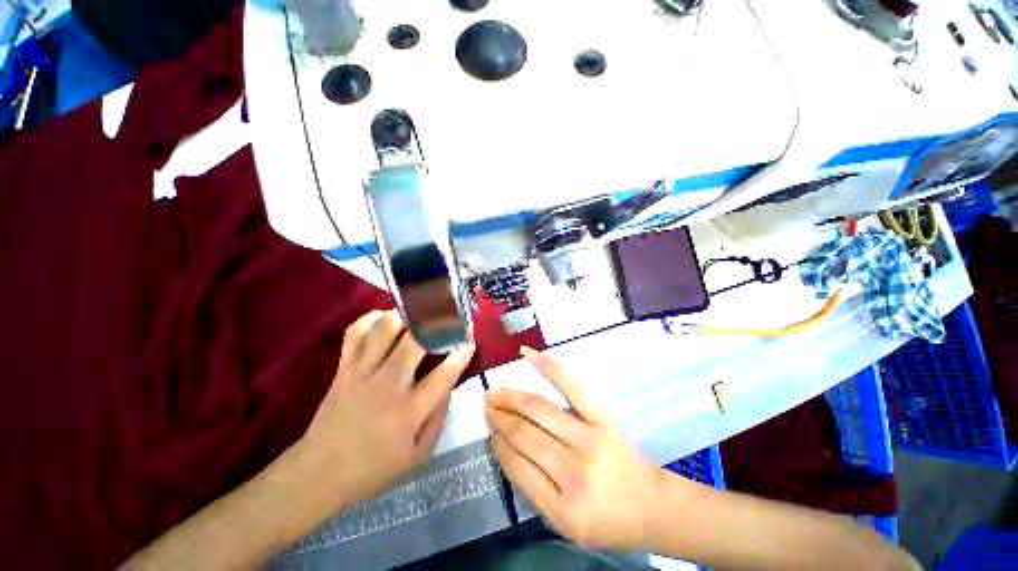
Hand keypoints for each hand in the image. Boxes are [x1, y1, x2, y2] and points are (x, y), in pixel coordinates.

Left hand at [298, 310, 474, 506]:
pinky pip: (356, 332)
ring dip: (404, 318)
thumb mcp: (418, 455)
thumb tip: (449, 383)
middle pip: (413, 342)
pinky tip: (385, 320)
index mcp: (408, 412)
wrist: (319, 473)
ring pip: (384, 330)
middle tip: (444, 321)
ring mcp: (361, 374)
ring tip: (416, 318)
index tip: (469, 342)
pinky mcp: (343, 369)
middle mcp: (386, 386)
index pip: (443, 375)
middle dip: (434, 326)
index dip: (460, 355)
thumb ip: (439, 417)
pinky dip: (371, 319)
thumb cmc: (373, 468)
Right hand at [484, 347, 666, 550]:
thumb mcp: (567, 525)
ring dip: (511, 398)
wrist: (654, 506)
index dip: (498, 444)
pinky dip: (547, 367)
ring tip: (495, 393)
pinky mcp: (600, 417)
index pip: (517, 466)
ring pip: (539, 409)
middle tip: (486, 406)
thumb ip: (534, 491)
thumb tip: (506, 448)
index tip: (489, 431)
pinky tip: (527, 354)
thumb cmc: (610, 521)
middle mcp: (574, 471)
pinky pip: (570, 386)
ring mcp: (588, 438)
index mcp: (563, 508)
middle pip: (525, 434)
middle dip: (500, 418)